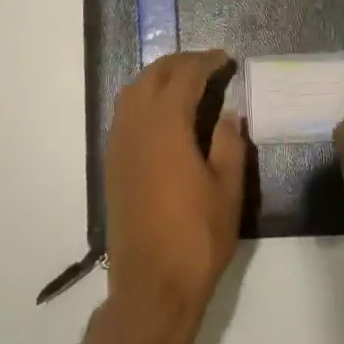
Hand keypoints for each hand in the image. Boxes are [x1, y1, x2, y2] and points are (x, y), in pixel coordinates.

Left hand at [103, 51, 248, 343]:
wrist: (151, 285)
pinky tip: (164, 112)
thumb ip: (229, 143)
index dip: (206, 62)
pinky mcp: (112, 163)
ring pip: (133, 91)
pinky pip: (125, 113)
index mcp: (166, 125)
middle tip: (209, 64)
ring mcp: (118, 144)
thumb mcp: (227, 189)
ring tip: (187, 82)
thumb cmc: (197, 237)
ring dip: (158, 77)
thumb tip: (230, 111)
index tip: (226, 58)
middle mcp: (135, 125)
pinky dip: (144, 98)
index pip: (185, 76)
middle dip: (181, 63)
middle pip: (153, 76)